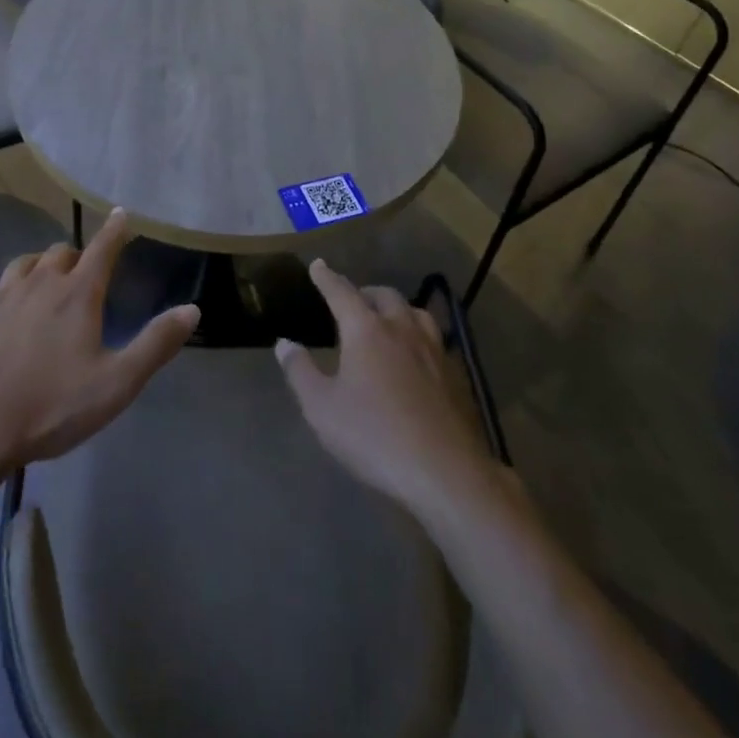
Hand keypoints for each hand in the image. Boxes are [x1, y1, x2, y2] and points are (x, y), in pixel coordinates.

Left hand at [0, 209, 198, 474]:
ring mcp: (3, 295)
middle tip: (84, 277)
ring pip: (26, 262)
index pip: (102, 248)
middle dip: (77, 257)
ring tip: (47, 284)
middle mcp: (40, 282)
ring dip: (42, 266)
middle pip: (61, 252)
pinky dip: (11, 289)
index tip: (121, 213)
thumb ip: (156, 344)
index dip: (115, 229)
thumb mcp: (117, 383)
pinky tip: (9, 310)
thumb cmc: (52, 405)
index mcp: (78, 293)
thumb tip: (192, 309)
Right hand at [277, 261, 490, 512]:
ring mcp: (433, 350)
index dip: (327, 278)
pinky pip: (433, 338)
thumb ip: (300, 371)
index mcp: (366, 330)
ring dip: (396, 308)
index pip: (342, 292)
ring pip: (415, 312)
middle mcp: (401, 329)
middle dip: (364, 292)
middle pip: (384, 295)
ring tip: (387, 320)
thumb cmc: (374, 436)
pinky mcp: (454, 375)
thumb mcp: (322, 408)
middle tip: (352, 300)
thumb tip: (284, 344)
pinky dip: (417, 334)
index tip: (317, 265)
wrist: (445, 472)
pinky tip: (416, 355)